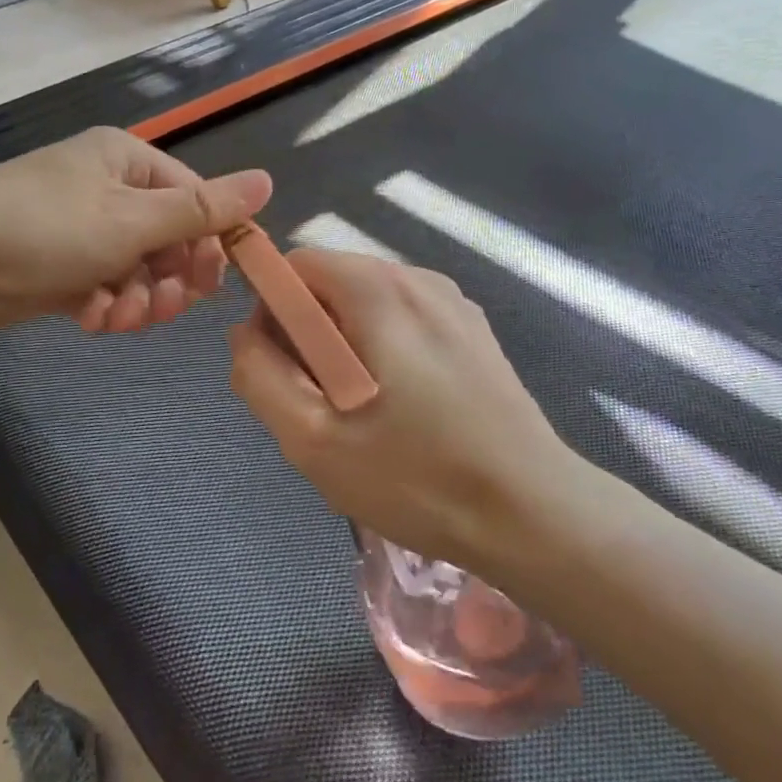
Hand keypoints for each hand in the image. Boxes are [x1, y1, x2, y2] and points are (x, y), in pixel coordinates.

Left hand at [0, 127, 272, 336]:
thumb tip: (267, 180)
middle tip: (161, 307)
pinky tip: (89, 318)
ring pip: (136, 269)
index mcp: (127, 160)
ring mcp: (81, 228)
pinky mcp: (59, 266)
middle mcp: (106, 188)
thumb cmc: (46, 227)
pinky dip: (103, 306)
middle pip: (166, 238)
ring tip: (116, 317)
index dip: (209, 242)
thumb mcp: (132, 219)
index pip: (193, 197)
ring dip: (136, 299)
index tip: (212, 284)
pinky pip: (103, 286)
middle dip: (168, 278)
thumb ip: (202, 208)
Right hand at [228, 249, 581, 567]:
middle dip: (307, 334)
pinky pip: (401, 321)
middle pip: (329, 283)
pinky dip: (381, 351)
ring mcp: (452, 302)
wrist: (535, 515)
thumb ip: (259, 374)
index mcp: (376, 289)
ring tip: (362, 413)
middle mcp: (416, 277)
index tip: (284, 371)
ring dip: (343, 346)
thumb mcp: (311, 437)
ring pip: (364, 304)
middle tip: (321, 403)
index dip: (271, 312)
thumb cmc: (416, 476)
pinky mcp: (472, 330)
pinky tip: (402, 410)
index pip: (294, 266)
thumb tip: (245, 334)